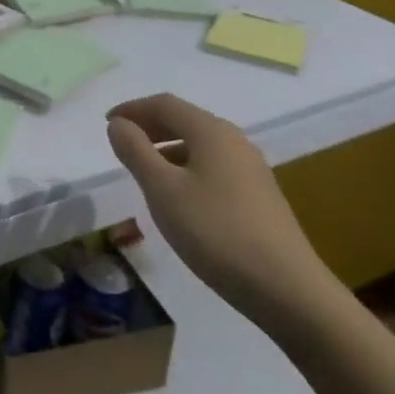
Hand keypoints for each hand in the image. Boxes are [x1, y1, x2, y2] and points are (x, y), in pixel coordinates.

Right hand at [106, 93, 341, 331]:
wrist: (287, 289)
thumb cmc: (215, 232)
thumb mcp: (162, 191)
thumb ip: (136, 152)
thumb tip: (119, 124)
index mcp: (211, 131)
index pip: (164, 104)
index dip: (132, 109)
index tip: (107, 123)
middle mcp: (234, 141)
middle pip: (185, 120)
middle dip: (150, 127)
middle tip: (121, 143)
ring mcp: (251, 169)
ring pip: (200, 145)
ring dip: (167, 149)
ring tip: (144, 172)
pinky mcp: (259, 195)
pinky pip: (213, 166)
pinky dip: (186, 168)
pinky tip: (178, 197)